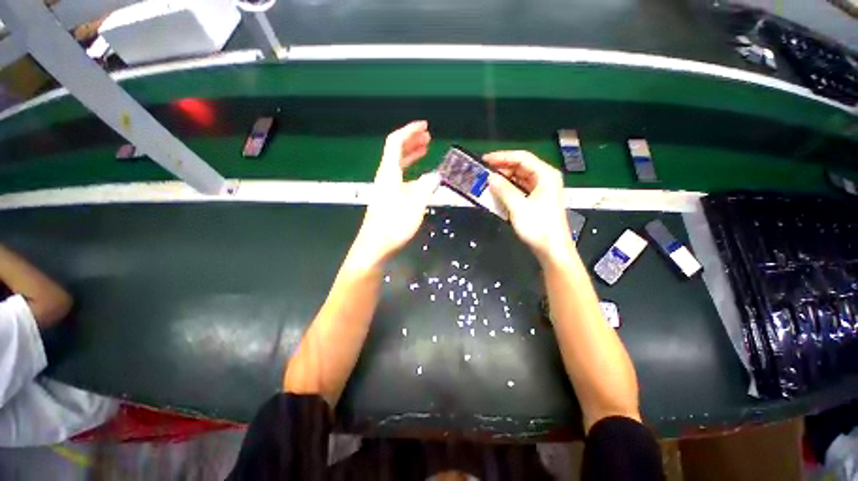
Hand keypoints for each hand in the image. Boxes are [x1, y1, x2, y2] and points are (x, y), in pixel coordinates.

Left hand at [353, 121, 439, 266]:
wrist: (375, 246)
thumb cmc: (394, 224)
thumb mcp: (415, 204)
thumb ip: (426, 187)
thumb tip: (435, 176)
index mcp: (389, 173)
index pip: (395, 142)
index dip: (409, 131)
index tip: (425, 126)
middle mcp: (385, 177)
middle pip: (396, 151)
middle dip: (411, 141)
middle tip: (428, 137)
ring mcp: (386, 188)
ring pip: (398, 164)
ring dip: (411, 155)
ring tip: (425, 150)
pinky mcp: (388, 199)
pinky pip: (400, 177)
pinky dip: (411, 171)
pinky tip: (420, 177)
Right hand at [484, 151, 572, 264]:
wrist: (552, 249)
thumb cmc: (538, 227)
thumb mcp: (518, 207)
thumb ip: (503, 190)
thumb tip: (490, 178)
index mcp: (545, 175)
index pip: (522, 158)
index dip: (502, 157)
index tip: (484, 159)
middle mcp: (544, 178)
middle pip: (521, 166)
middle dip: (501, 168)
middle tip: (483, 171)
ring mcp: (541, 190)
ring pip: (519, 178)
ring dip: (503, 179)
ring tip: (486, 181)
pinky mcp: (536, 200)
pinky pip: (519, 189)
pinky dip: (508, 189)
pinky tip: (496, 192)